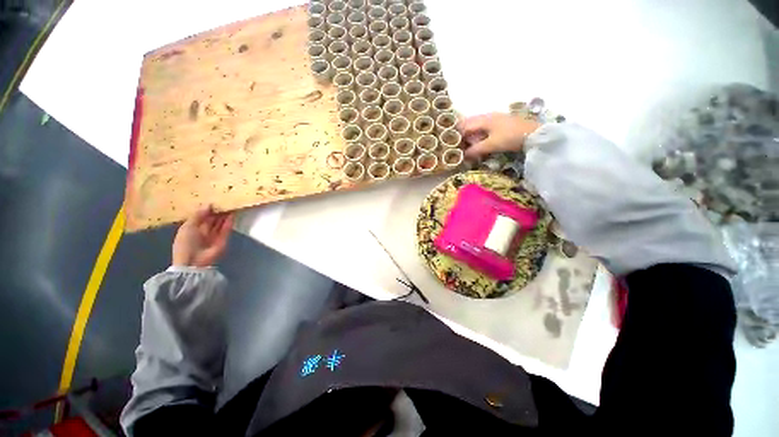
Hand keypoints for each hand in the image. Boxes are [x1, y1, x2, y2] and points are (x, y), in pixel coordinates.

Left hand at [172, 207, 233, 266]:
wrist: (194, 262)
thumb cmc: (186, 244)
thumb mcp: (187, 227)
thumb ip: (198, 216)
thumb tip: (208, 204)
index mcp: (191, 230)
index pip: (200, 218)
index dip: (206, 211)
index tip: (212, 202)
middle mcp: (203, 233)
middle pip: (211, 220)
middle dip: (216, 212)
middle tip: (222, 202)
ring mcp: (214, 237)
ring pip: (220, 224)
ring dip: (224, 216)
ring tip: (229, 206)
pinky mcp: (223, 240)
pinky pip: (226, 230)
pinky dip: (229, 223)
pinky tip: (232, 215)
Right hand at [458, 113, 540, 158]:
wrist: (534, 133)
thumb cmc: (511, 137)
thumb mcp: (491, 145)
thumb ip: (475, 149)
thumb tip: (462, 156)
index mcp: (483, 119)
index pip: (464, 125)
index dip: (455, 134)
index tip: (448, 143)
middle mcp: (487, 116)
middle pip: (469, 123)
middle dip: (461, 133)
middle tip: (455, 144)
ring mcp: (495, 118)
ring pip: (476, 125)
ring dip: (469, 134)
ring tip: (464, 144)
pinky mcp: (500, 123)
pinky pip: (483, 127)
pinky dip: (477, 134)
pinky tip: (478, 141)